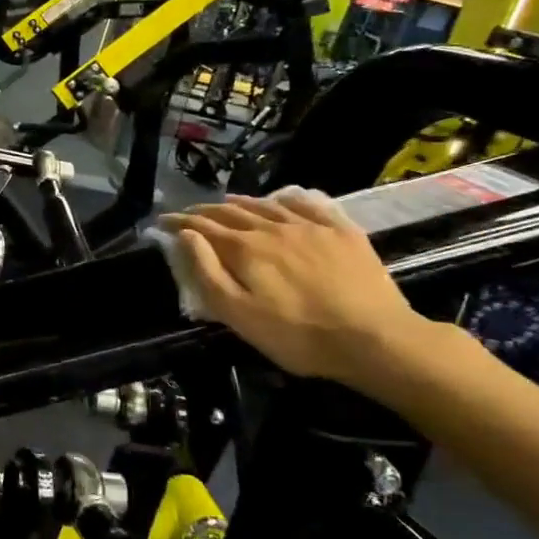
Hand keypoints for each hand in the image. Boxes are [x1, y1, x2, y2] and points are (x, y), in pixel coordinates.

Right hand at [160, 188, 437, 395]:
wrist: (376, 339)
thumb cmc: (299, 336)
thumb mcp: (240, 314)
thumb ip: (208, 272)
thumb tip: (186, 236)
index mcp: (244, 249)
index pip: (203, 227)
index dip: (180, 222)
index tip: (163, 221)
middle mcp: (272, 228)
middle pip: (231, 212)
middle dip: (206, 211)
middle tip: (190, 213)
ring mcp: (309, 226)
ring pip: (266, 205)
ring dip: (241, 203)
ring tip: (227, 203)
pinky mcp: (342, 232)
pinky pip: (308, 204)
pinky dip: (287, 199)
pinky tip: (282, 200)